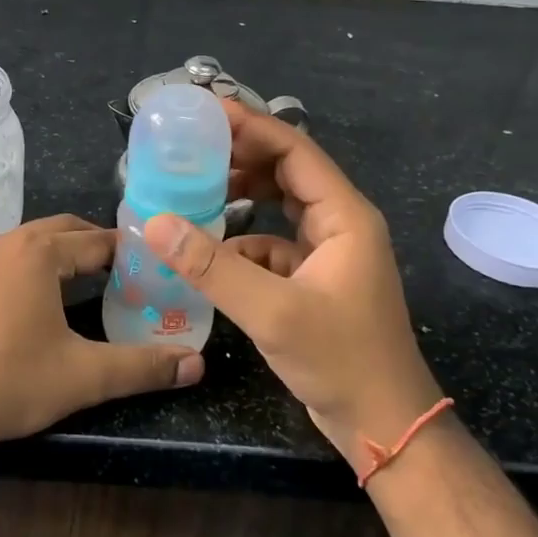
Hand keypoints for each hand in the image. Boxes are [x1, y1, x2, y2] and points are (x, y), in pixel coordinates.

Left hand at [0, 215, 203, 460]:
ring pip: (23, 245)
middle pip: (58, 231)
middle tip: (118, 271)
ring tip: (76, 285)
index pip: (96, 241)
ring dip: (53, 256)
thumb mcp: (83, 376)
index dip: (127, 251)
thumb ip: (142, 368)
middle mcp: (3, 244)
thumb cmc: (9, 381)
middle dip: (90, 244)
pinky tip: (23, 307)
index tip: (149, 265)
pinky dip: (20, 272)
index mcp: (39, 254)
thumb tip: (196, 366)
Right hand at [143, 104, 439, 462]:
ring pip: (281, 206)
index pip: (295, 150)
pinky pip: (274, 243)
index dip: (251, 126)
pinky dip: (244, 241)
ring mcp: (329, 253)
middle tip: (191, 146)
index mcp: (343, 216)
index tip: (206, 112)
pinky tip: (212, 252)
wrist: (383, 424)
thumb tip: (154, 224)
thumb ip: (212, 267)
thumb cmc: (340, 360)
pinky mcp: (314, 279)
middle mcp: (340, 224)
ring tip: (195, 188)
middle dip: (242, 155)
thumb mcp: (272, 311)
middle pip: (287, 171)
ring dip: (243, 196)